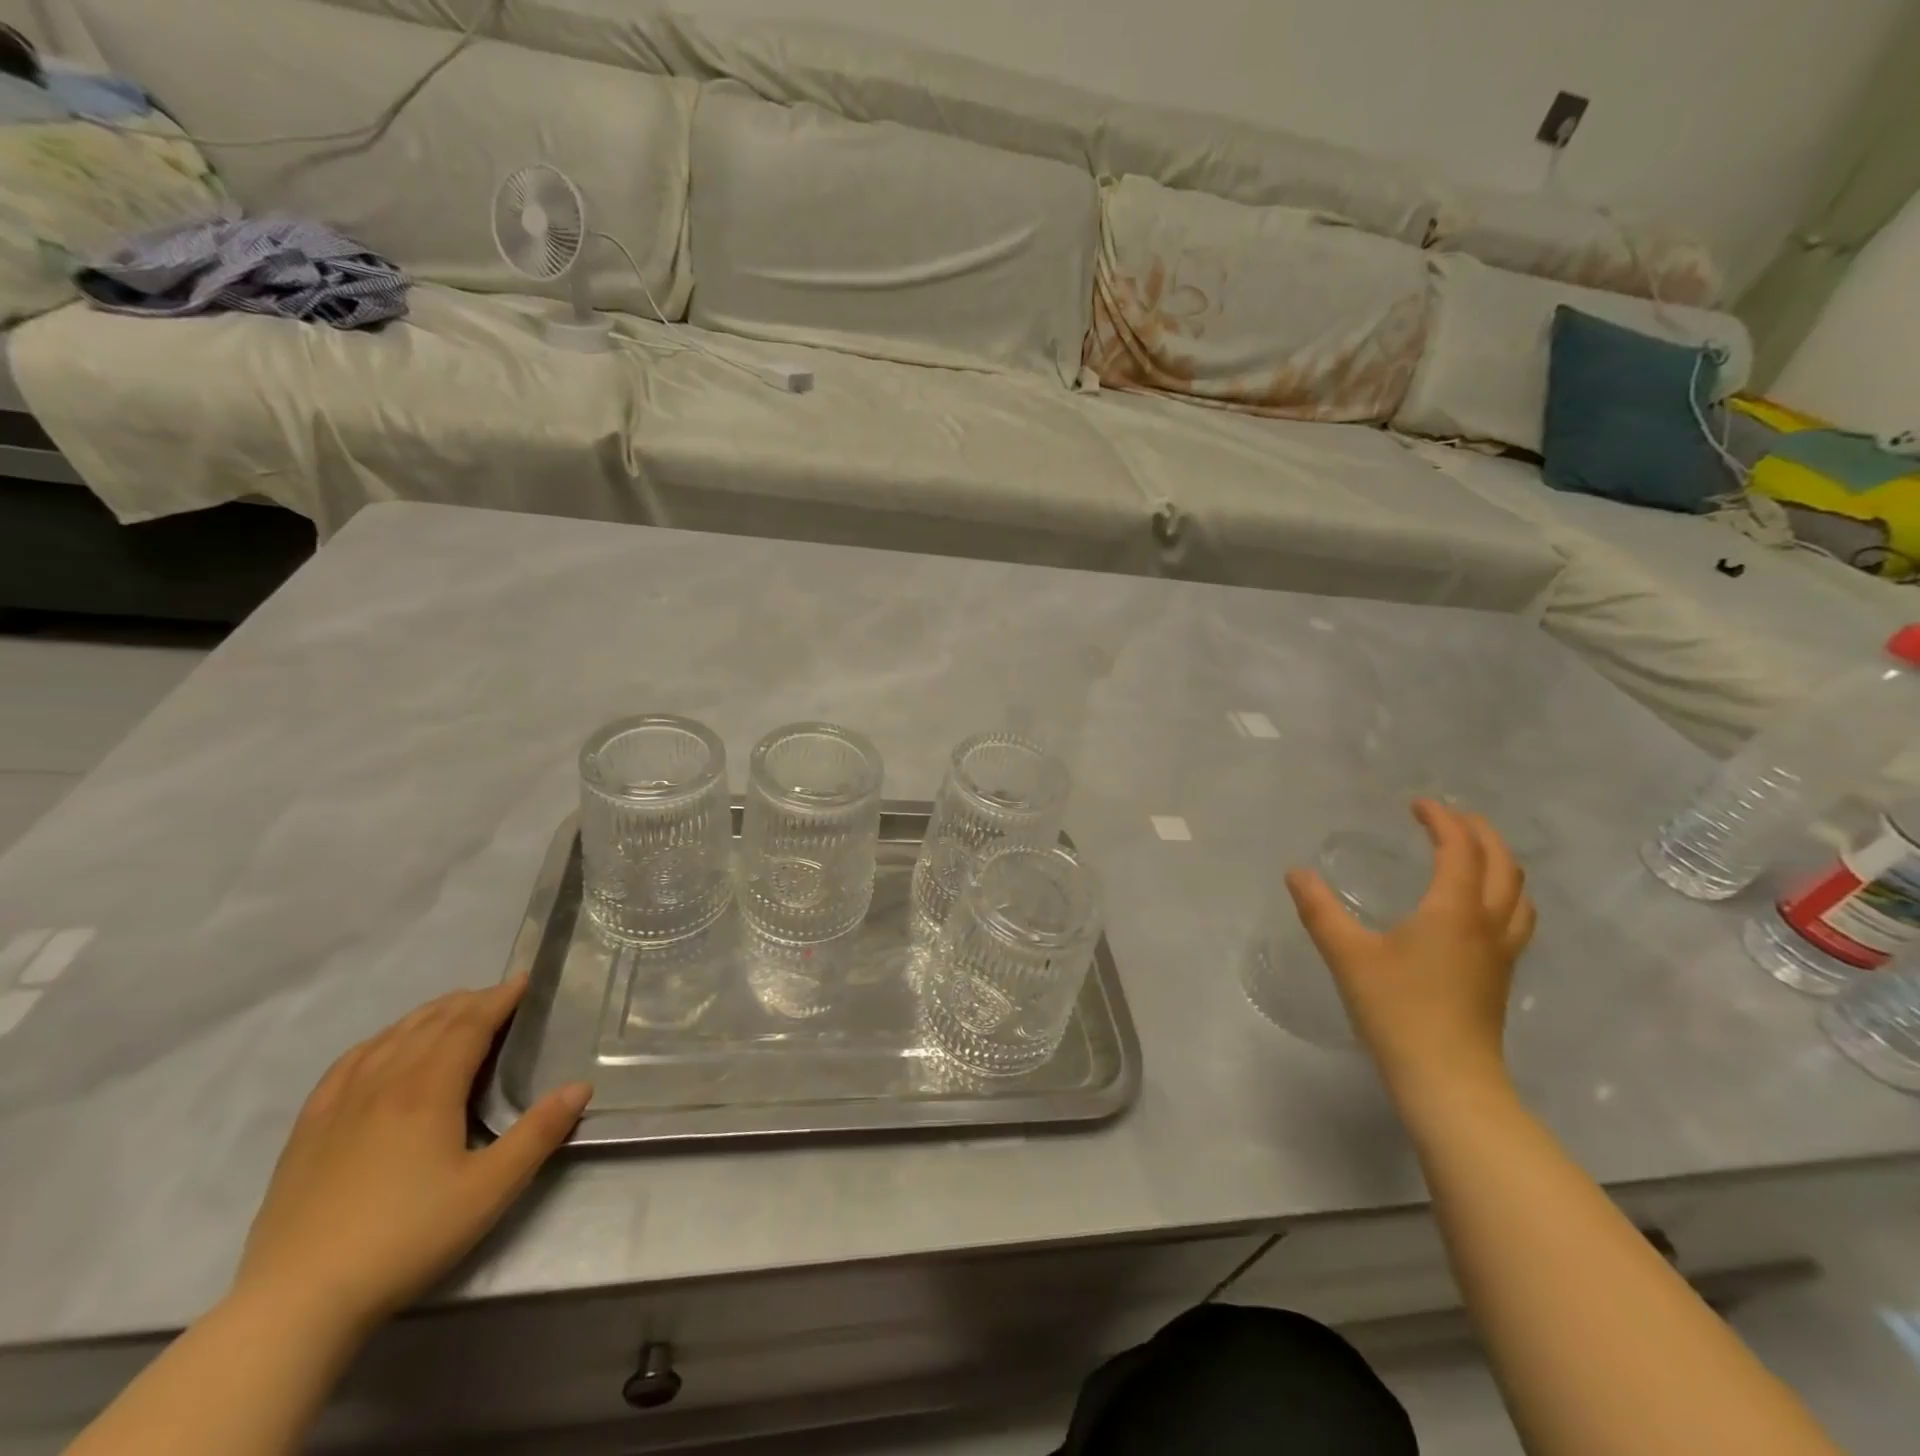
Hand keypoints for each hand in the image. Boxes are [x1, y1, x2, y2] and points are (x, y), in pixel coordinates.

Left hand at [231, 977, 591, 1341]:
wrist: (297, 1302)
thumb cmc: (406, 1238)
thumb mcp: (490, 1189)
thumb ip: (539, 1133)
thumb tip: (579, 1087)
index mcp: (428, 1090)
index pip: (469, 1026)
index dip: (498, 999)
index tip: (523, 980)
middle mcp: (383, 1083)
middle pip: (430, 1025)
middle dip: (467, 1002)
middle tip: (497, 994)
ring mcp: (338, 1106)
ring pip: (388, 1039)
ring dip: (425, 1016)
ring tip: (450, 1010)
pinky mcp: (307, 1132)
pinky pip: (346, 1065)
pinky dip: (376, 1042)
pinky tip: (380, 1048)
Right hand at [1286, 800, 1535, 1092]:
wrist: (1448, 1078)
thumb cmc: (1397, 1009)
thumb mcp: (1347, 955)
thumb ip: (1319, 910)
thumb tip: (1296, 873)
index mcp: (1453, 909)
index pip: (1459, 849)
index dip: (1442, 819)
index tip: (1416, 804)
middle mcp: (1487, 923)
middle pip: (1502, 863)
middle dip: (1478, 832)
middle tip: (1448, 817)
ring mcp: (1501, 952)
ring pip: (1518, 892)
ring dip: (1499, 861)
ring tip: (1471, 852)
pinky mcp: (1501, 975)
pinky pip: (1515, 917)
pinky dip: (1503, 892)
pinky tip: (1478, 906)